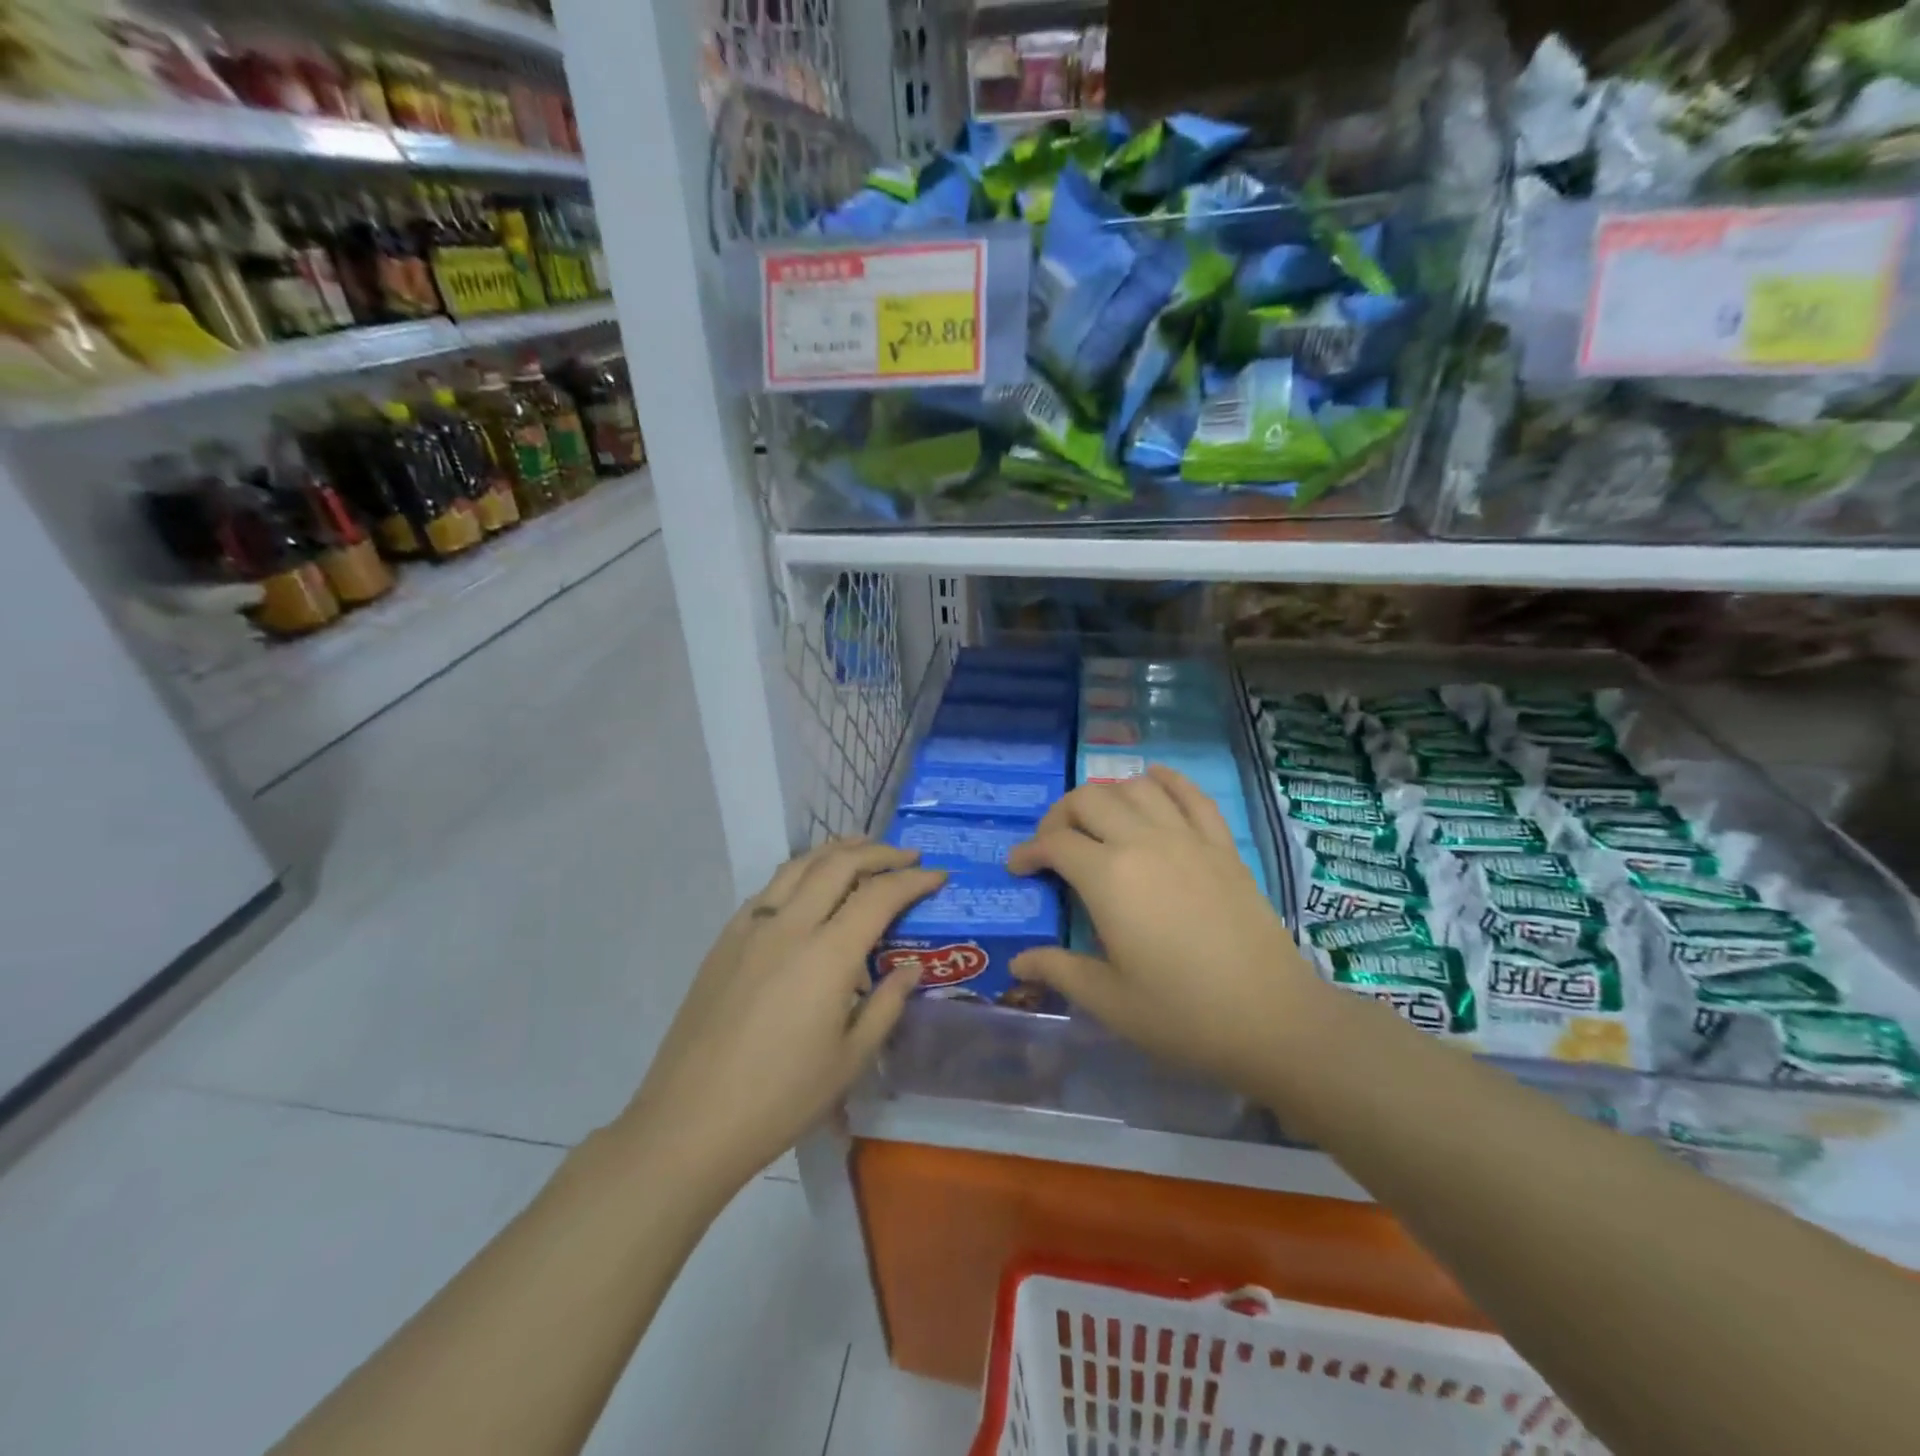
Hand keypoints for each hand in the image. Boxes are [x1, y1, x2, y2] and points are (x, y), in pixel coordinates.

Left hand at [617, 840, 943, 1195]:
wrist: (691, 1121)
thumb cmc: (782, 1097)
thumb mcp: (851, 1059)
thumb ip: (887, 1004)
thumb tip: (912, 968)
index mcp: (828, 954)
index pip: (879, 895)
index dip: (913, 880)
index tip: (938, 875)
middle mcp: (791, 926)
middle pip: (839, 864)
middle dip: (878, 852)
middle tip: (906, 856)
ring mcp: (752, 928)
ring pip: (799, 865)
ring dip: (835, 850)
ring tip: (860, 847)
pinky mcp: (725, 940)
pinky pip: (770, 889)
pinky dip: (799, 872)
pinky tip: (807, 885)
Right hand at [1006, 766, 1321, 1093]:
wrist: (1272, 1019)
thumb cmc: (1183, 1015)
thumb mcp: (1110, 1001)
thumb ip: (1059, 970)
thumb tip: (1018, 963)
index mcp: (1109, 878)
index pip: (1055, 843)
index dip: (1028, 851)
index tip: (1018, 868)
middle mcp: (1143, 842)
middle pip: (1089, 799)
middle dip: (1060, 816)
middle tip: (1054, 846)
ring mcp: (1187, 838)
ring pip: (1135, 787)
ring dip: (1107, 796)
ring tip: (1099, 823)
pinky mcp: (1222, 845)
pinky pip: (1191, 794)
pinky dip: (1166, 781)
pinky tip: (1153, 784)